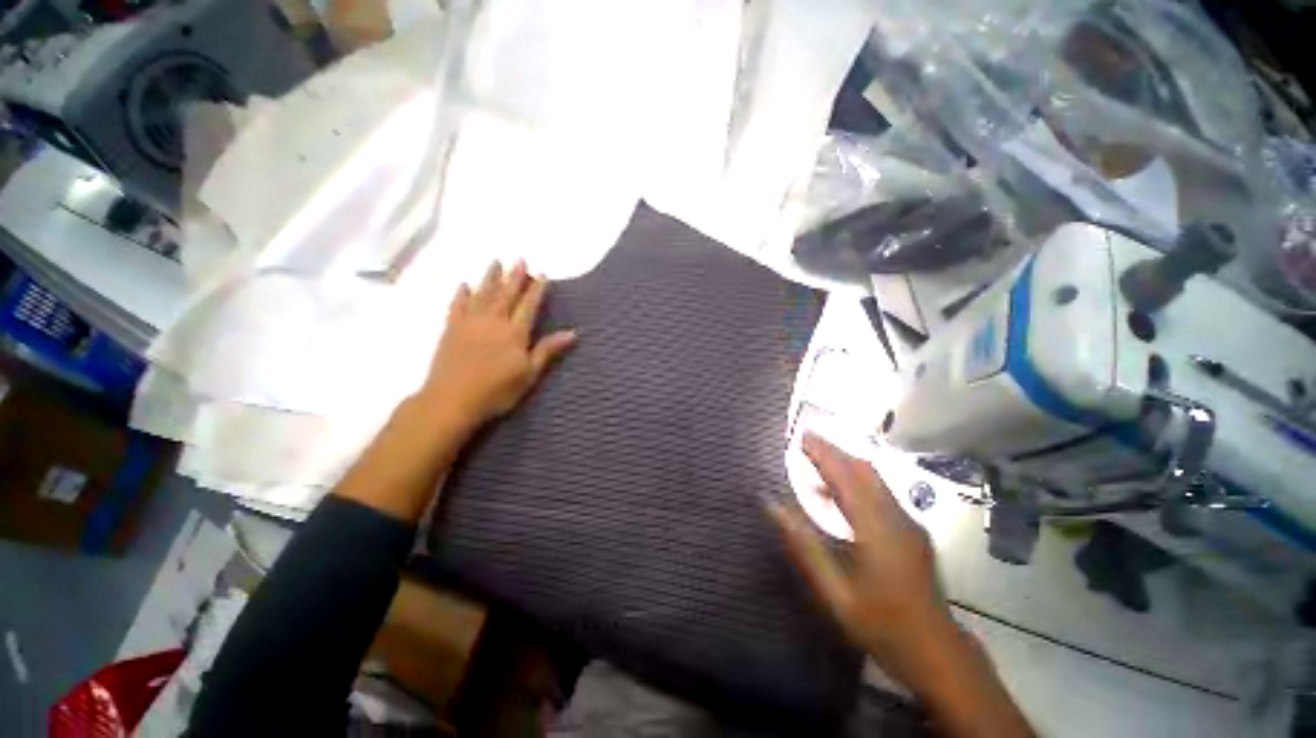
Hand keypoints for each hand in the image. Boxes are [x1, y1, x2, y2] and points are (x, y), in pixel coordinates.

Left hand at [419, 260, 575, 430]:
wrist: (451, 400)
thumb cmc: (496, 390)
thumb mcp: (529, 374)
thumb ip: (548, 350)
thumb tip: (573, 333)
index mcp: (514, 332)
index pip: (528, 305)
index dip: (537, 289)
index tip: (542, 274)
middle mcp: (493, 321)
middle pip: (506, 293)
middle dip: (514, 276)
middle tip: (520, 259)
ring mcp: (470, 323)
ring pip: (482, 294)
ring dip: (490, 277)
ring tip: (495, 262)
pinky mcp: (451, 329)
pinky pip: (458, 305)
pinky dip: (462, 294)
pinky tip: (464, 285)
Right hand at [769, 434, 948, 668]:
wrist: (937, 652)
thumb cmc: (881, 625)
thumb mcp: (834, 592)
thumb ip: (803, 546)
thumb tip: (772, 506)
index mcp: (877, 530)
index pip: (846, 477)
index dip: (822, 453)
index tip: (801, 435)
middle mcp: (897, 517)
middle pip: (864, 469)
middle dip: (834, 450)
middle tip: (806, 439)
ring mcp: (909, 522)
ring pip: (875, 478)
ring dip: (845, 463)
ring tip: (815, 459)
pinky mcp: (912, 530)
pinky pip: (881, 492)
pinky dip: (856, 480)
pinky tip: (837, 494)